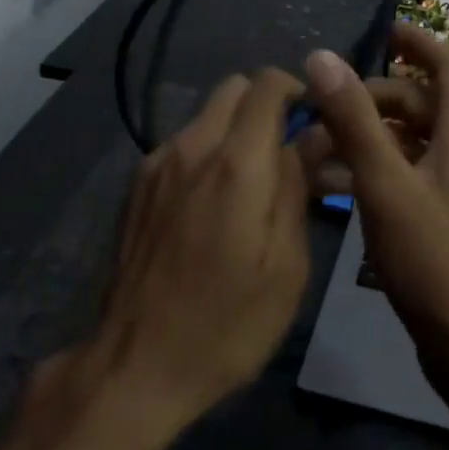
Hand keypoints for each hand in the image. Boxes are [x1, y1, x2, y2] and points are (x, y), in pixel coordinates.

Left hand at [50, 70, 311, 445]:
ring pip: (206, 115)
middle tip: (286, 153)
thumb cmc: (227, 323)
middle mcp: (192, 147)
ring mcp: (157, 163)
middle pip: (233, 88)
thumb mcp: (286, 265)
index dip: (297, 90)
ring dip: (235, 131)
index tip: (314, 122)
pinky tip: (212, 205)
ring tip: (250, 186)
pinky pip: (183, 144)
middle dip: (266, 106)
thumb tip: (313, 136)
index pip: (266, 84)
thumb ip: (297, 187)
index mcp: (237, 163)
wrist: (134, 365)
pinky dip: (207, 153)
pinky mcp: (137, 185)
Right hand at [302, 28, 448, 432]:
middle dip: (369, 97)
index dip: (413, 39)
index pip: (447, 60)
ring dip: (366, 136)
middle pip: (420, 100)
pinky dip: (377, 169)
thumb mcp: (386, 185)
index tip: (374, 30)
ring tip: (312, 147)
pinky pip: (412, 173)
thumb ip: (354, 118)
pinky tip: (332, 185)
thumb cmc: (437, 261)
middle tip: (318, 108)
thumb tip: (322, 55)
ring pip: (411, 139)